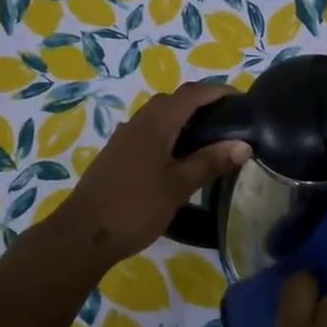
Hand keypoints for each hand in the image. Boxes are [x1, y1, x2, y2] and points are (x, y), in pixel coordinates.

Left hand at [53, 82, 249, 267]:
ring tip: (208, 138)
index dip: (217, 91)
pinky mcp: (117, 155)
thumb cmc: (135, 207)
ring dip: (183, 118)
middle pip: (173, 100)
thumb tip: (244, 145)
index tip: (242, 99)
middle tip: (228, 120)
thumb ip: (209, 162)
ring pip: (158, 116)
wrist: (82, 234)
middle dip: (201, 102)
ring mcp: (124, 138)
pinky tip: (178, 157)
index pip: (191, 94)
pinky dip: (169, 134)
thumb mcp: (178, 186)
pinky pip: (148, 131)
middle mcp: (138, 122)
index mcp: (156, 124)